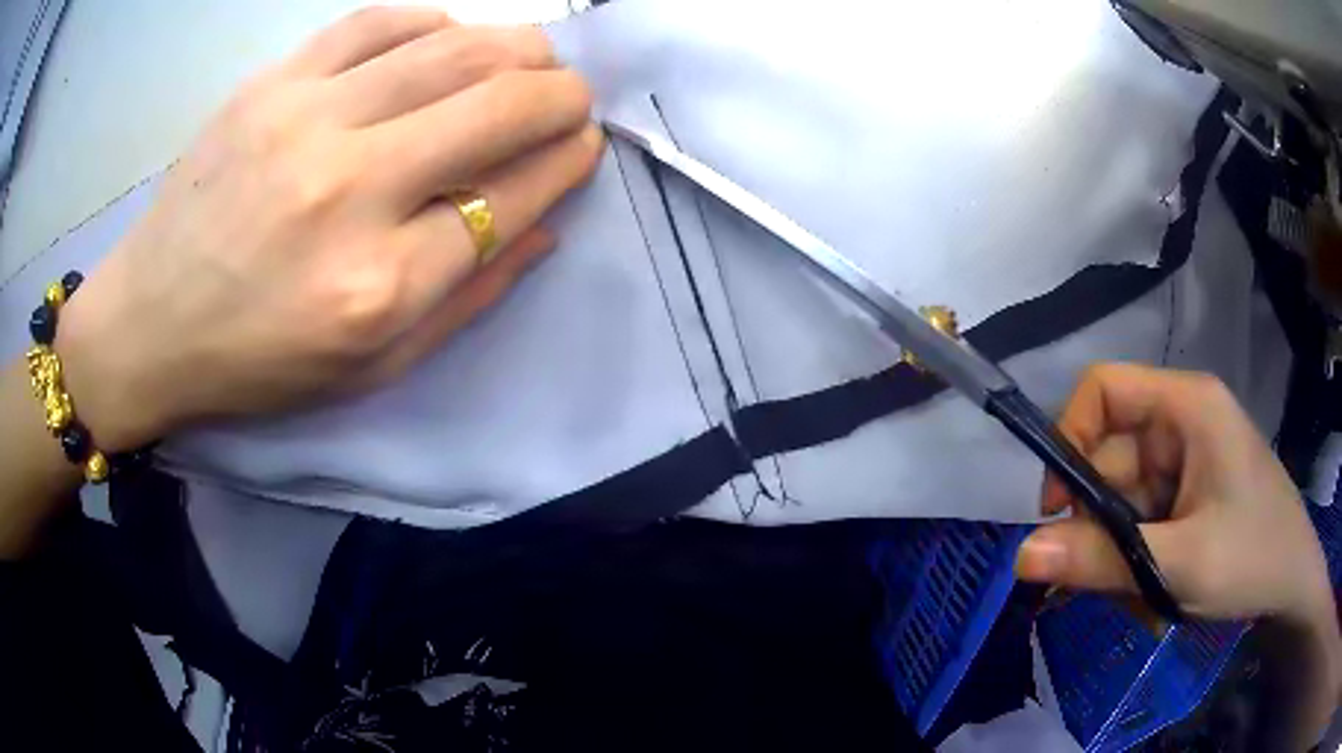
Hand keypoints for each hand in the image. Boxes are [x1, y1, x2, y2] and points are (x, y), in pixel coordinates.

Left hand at [53, 8, 602, 451]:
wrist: (148, 322)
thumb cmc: (256, 361)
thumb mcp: (370, 370)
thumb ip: (466, 300)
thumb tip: (543, 225)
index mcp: (378, 287)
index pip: (510, 197)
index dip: (567, 162)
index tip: (584, 146)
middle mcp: (349, 192)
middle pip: (497, 106)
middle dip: (561, 93)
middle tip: (569, 97)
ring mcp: (304, 122)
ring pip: (451, 48)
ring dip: (515, 46)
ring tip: (528, 59)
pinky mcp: (270, 84)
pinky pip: (379, 21)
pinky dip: (434, 22)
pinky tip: (446, 39)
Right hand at [1015, 363, 1335, 627]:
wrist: (1292, 586)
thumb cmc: (1251, 559)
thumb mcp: (1177, 567)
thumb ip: (1100, 560)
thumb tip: (1020, 555)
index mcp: (1186, 408)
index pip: (1103, 390)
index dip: (1069, 440)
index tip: (1059, 513)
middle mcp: (1181, 423)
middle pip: (1110, 458)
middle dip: (1101, 528)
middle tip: (1106, 588)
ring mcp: (1186, 461)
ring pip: (1123, 502)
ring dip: (1120, 558)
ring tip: (1143, 604)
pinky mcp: (1188, 494)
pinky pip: (1141, 523)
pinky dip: (1137, 564)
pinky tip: (1154, 599)